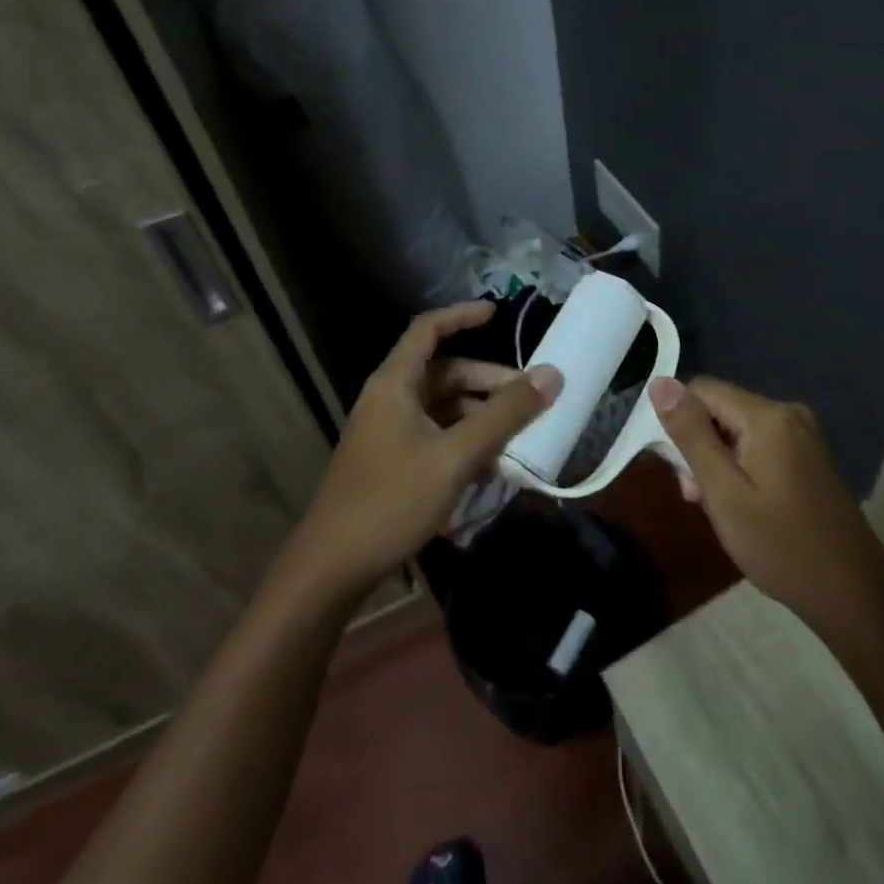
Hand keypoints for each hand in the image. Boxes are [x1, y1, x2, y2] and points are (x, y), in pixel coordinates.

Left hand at [289, 302, 559, 597]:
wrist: (332, 569)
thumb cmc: (392, 499)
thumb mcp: (456, 455)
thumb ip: (505, 414)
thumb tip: (552, 374)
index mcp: (395, 384)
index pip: (428, 329)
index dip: (462, 316)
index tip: (498, 315)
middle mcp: (389, 400)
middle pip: (444, 373)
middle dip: (488, 382)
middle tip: (530, 398)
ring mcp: (389, 433)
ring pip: (444, 409)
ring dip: (481, 417)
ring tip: (519, 438)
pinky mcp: (392, 463)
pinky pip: (436, 436)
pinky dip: (465, 442)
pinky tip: (492, 468)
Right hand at [649, 376, 883, 629]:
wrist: (852, 592)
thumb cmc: (781, 546)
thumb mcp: (724, 493)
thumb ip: (690, 436)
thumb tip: (660, 383)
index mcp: (767, 415)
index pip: (701, 389)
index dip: (678, 422)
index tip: (675, 469)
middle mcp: (787, 412)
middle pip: (720, 409)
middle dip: (699, 446)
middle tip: (697, 498)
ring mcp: (802, 433)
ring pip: (736, 429)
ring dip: (718, 461)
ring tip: (719, 509)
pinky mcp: (807, 454)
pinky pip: (758, 444)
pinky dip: (741, 468)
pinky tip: (742, 505)